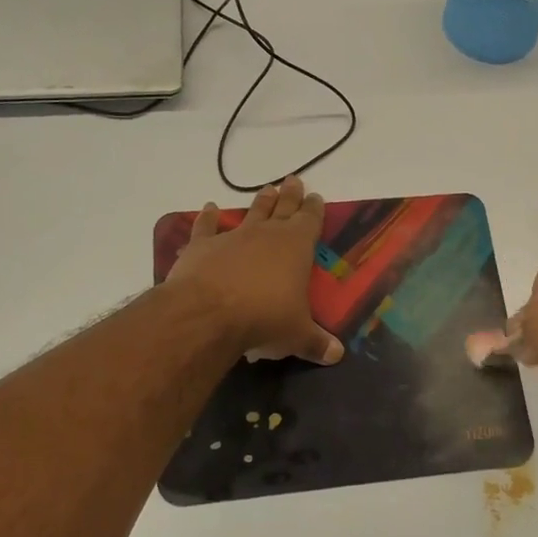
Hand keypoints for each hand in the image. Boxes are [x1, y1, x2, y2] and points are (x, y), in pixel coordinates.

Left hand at [164, 176, 343, 365]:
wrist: (208, 314)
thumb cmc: (264, 319)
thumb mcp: (297, 335)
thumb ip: (316, 343)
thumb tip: (336, 356)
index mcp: (296, 247)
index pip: (310, 221)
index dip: (314, 209)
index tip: (316, 197)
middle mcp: (266, 234)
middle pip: (282, 208)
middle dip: (290, 195)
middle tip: (293, 180)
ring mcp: (232, 237)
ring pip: (250, 213)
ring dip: (259, 202)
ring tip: (266, 190)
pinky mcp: (201, 246)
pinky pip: (205, 227)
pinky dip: (206, 217)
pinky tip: (207, 208)